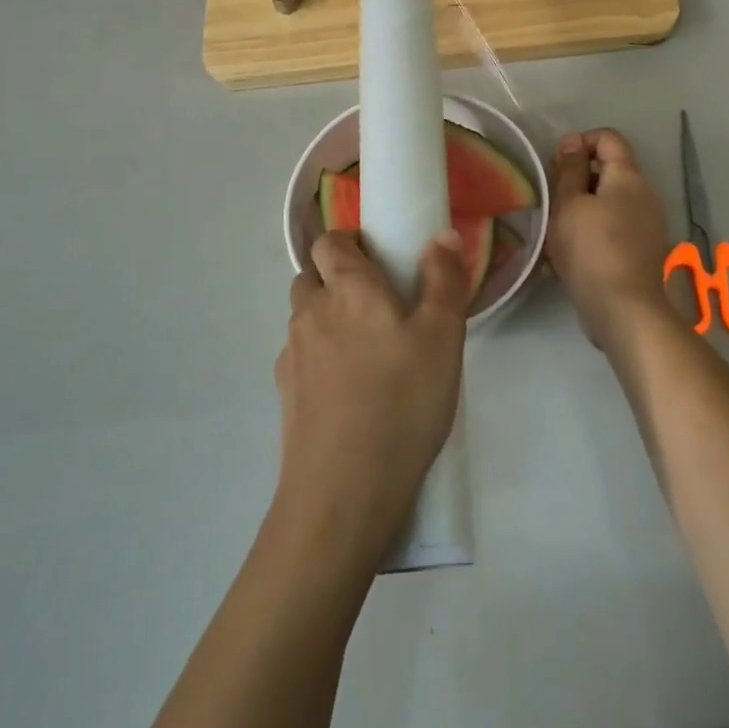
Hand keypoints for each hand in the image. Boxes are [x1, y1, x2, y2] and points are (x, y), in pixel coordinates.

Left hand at [275, 231, 470, 567]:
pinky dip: (320, 359)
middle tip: (380, 306)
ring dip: (328, 320)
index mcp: (347, 288)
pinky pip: (301, 358)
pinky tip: (349, 392)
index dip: (350, 243)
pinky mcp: (284, 395)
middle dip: (338, 279)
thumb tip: (442, 235)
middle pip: (312, 277)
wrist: (342, 492)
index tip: (381, 260)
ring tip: (368, 352)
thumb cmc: (402, 401)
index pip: (329, 241)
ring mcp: (291, 355)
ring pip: (305, 319)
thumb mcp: (443, 337)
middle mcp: (310, 312)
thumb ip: (444, 279)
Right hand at [547, 130, 675, 352]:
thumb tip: (573, 141)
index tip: (555, 166)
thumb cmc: (591, 249)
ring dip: (580, 209)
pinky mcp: (641, 251)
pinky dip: (591, 233)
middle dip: (576, 180)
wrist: (624, 311)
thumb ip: (570, 169)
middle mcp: (644, 195)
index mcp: (628, 176)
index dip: (579, 142)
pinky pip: (612, 229)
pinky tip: (568, 256)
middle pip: (608, 171)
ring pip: (607, 203)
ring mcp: (647, 225)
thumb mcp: (569, 204)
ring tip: (554, 231)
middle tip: (550, 200)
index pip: (608, 138)